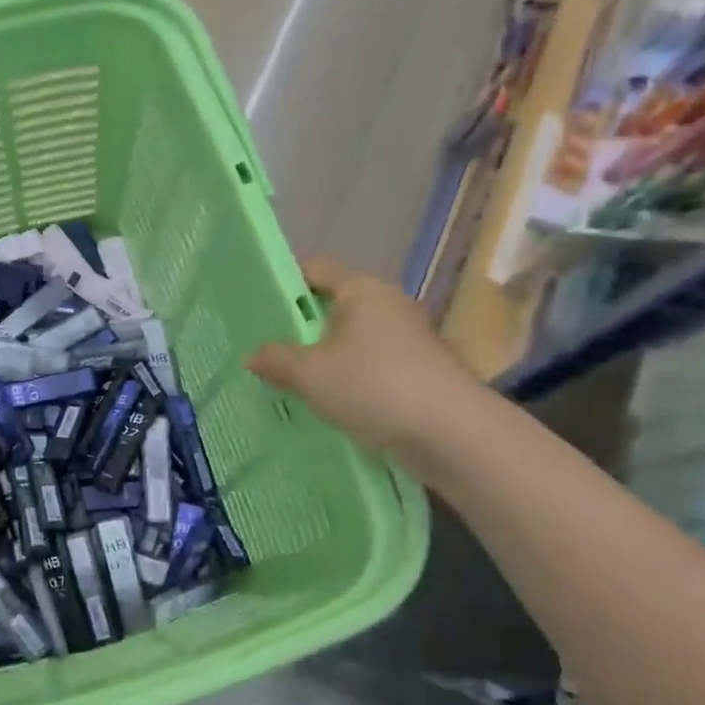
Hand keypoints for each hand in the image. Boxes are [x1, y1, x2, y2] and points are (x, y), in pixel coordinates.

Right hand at [246, 259, 487, 472]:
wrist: (451, 434)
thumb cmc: (373, 386)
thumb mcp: (310, 374)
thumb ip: (275, 360)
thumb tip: (252, 356)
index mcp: (362, 290)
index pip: (315, 269)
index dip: (284, 281)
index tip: (255, 303)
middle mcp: (388, 305)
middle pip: (333, 305)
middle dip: (300, 325)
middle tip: (263, 346)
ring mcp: (407, 339)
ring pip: (351, 339)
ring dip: (322, 356)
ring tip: (287, 379)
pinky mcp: (418, 372)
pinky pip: (368, 366)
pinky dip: (346, 378)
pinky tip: (325, 402)